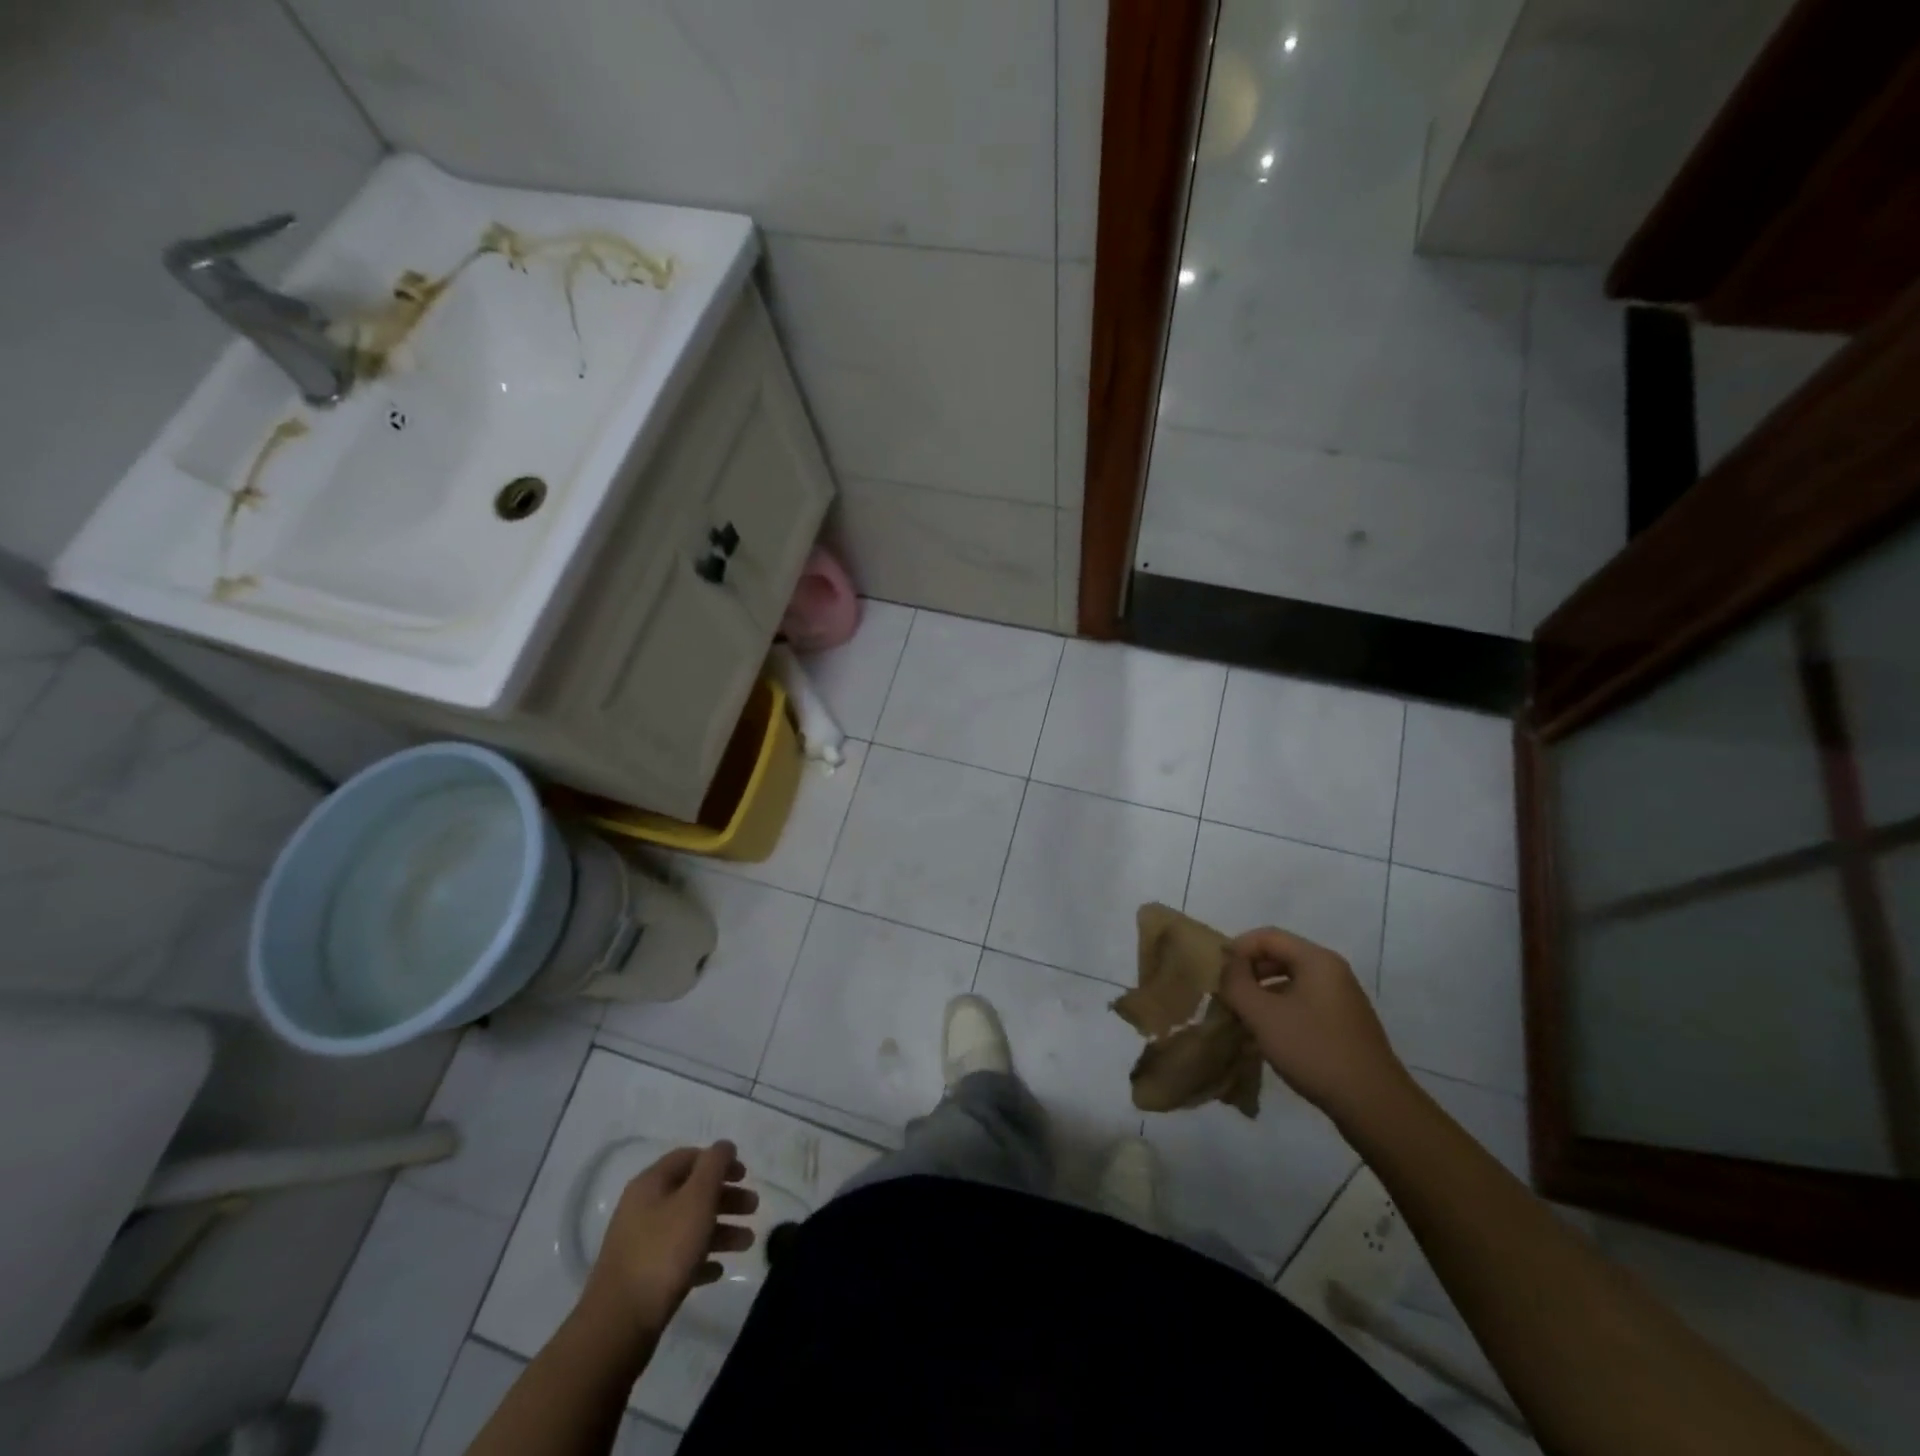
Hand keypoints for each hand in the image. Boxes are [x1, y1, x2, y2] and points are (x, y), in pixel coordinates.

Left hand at [584, 1141, 757, 1331]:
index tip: (745, 1175)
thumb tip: (724, 1145)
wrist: (618, 1325)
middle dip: (725, 1198)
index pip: (689, 1158)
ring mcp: (640, 1245)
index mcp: (651, 1184)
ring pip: (688, 1226)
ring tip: (748, 1243)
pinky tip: (718, 1270)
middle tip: (753, 1208)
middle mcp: (643, 1209)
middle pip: (691, 1193)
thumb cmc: (663, 1251)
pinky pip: (678, 1259)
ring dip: (720, 1230)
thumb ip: (714, 1166)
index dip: (719, 1161)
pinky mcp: (642, 1279)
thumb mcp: (696, 1199)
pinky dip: (701, 1259)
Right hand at [1216, 927, 1409, 1119]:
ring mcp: (1340, 1000)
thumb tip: (1226, 966)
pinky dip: (1278, 1013)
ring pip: (1289, 984)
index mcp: (1317, 961)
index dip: (1237, 948)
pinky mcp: (1342, 1026)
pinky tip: (1262, 1039)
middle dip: (1247, 973)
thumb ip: (1236, 983)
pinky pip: (1302, 1006)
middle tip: (1224, 994)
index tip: (1215, 972)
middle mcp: (1332, 973)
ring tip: (1238, 1018)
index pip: (1267, 936)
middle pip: (1279, 957)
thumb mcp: (1263, 1014)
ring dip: (1260, 995)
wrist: (1373, 1105)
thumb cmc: (1314, 1050)